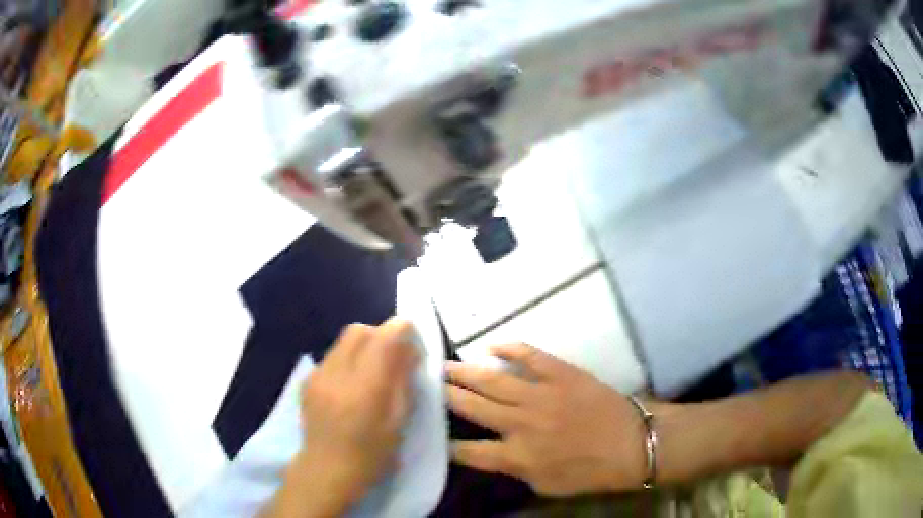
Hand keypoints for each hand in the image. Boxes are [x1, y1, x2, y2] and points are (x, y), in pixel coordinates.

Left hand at [266, 319, 419, 517]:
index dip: (401, 329)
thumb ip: (403, 383)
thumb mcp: (398, 423)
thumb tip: (409, 351)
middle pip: (358, 330)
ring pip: (342, 341)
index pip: (383, 338)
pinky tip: (350, 385)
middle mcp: (337, 373)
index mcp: (365, 387)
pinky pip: (331, 357)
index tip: (412, 337)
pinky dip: (346, 360)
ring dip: (362, 346)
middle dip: (379, 334)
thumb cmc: (370, 455)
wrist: (326, 472)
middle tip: (393, 355)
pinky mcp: (307, 382)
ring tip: (372, 370)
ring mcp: (317, 376)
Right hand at [446, 343, 646, 495]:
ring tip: (444, 365)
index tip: (434, 436)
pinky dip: (509, 347)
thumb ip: (515, 470)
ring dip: (465, 372)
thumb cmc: (590, 471)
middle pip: (472, 407)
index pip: (469, 451)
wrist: (631, 443)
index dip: (447, 445)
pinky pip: (529, 355)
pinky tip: (492, 346)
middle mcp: (520, 424)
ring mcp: (540, 394)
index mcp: (516, 456)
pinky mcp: (560, 373)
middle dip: (447, 397)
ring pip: (492, 380)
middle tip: (428, 384)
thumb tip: (494, 454)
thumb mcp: (546, 485)